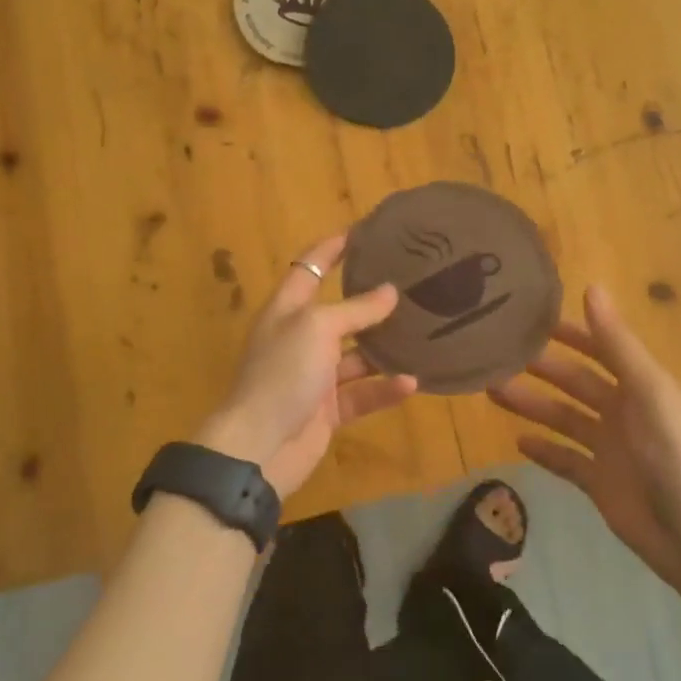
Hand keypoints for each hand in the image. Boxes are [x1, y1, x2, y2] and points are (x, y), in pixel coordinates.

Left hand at [193, 231, 418, 499]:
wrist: (257, 448)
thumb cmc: (282, 374)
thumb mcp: (317, 328)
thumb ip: (355, 309)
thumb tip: (390, 291)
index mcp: (288, 310)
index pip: (310, 267)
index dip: (333, 248)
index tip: (365, 232)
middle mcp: (300, 338)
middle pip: (339, 312)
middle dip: (370, 299)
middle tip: (411, 284)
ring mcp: (313, 376)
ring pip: (356, 356)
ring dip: (385, 348)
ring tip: (423, 334)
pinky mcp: (327, 411)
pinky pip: (361, 394)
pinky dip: (383, 389)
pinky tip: (411, 382)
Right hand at [489, 285, 680, 588]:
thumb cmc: (674, 453)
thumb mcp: (647, 390)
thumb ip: (616, 343)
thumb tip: (591, 286)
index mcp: (641, 385)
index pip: (601, 348)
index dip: (571, 332)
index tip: (532, 318)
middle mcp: (624, 411)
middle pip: (575, 382)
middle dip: (541, 368)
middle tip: (497, 355)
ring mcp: (610, 448)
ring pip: (563, 418)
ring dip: (532, 404)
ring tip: (492, 391)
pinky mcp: (598, 482)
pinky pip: (564, 460)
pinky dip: (543, 450)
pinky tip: (517, 440)